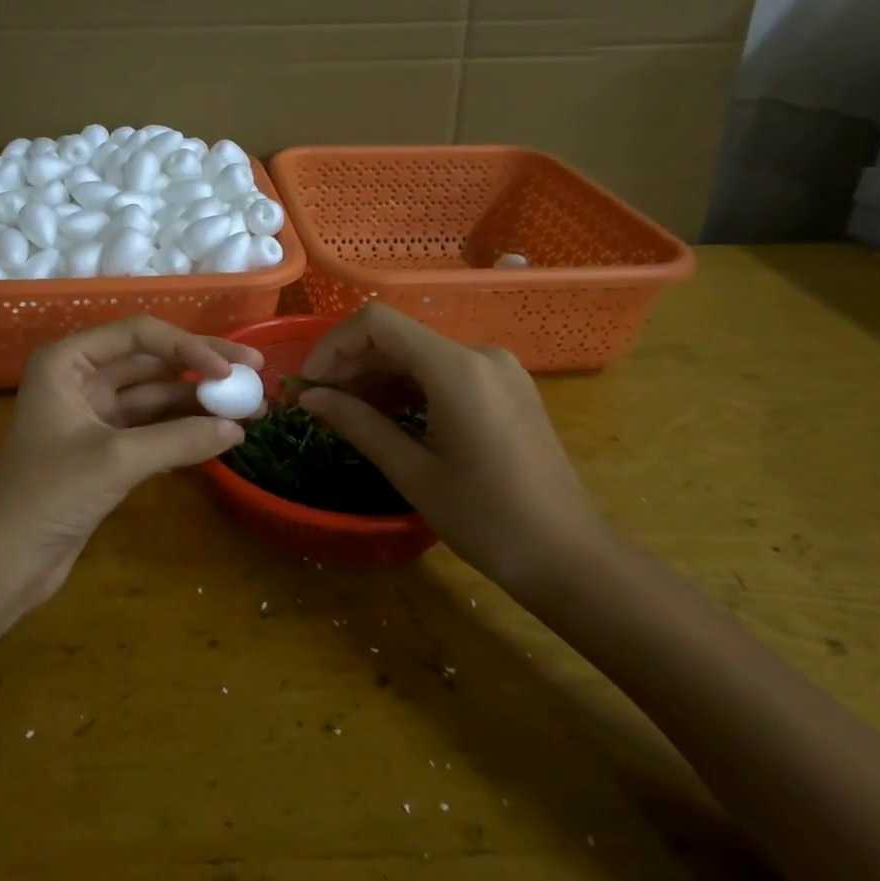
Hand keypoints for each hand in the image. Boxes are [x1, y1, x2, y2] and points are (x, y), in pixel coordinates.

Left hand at [0, 316, 262, 606]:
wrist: (2, 561)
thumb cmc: (46, 494)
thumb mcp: (115, 460)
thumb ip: (179, 440)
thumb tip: (236, 430)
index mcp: (68, 361)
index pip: (138, 334)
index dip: (188, 346)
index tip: (229, 370)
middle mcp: (81, 378)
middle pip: (152, 361)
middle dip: (202, 368)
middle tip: (255, 373)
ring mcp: (94, 415)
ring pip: (156, 396)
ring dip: (199, 402)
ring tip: (249, 409)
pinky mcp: (105, 450)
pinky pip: (153, 428)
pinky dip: (184, 431)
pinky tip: (220, 436)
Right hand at [295, 304, 609, 603]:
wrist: (570, 557)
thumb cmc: (488, 520)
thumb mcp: (414, 473)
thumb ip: (359, 424)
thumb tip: (311, 398)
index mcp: (457, 369)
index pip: (377, 323)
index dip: (334, 345)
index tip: (309, 384)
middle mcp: (480, 355)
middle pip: (398, 337)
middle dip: (351, 364)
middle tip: (318, 404)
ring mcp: (498, 370)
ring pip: (420, 354)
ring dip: (377, 377)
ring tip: (346, 413)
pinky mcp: (507, 388)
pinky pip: (445, 372)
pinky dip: (409, 386)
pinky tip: (387, 416)